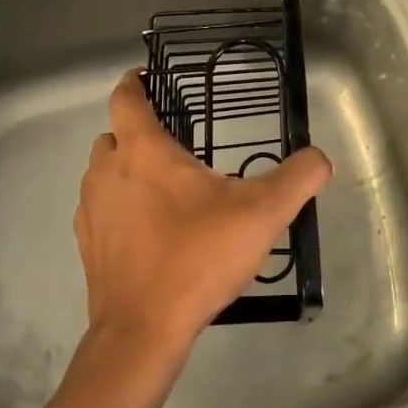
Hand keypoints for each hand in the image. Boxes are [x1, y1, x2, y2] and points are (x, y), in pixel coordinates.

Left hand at [74, 70, 331, 356]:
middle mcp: (108, 172)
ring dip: (127, 171)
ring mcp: (91, 210)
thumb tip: (320, 158)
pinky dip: (119, 207)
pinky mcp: (88, 245)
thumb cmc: (198, 257)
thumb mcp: (261, 214)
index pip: (126, 99)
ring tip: (165, 190)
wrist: (143, 330)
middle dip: (137, 132)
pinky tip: (149, 231)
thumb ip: (297, 178)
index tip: (146, 77)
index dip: (134, 83)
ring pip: (104, 173)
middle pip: (114, 135)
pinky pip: (101, 209)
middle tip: (174, 145)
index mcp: (143, 151)